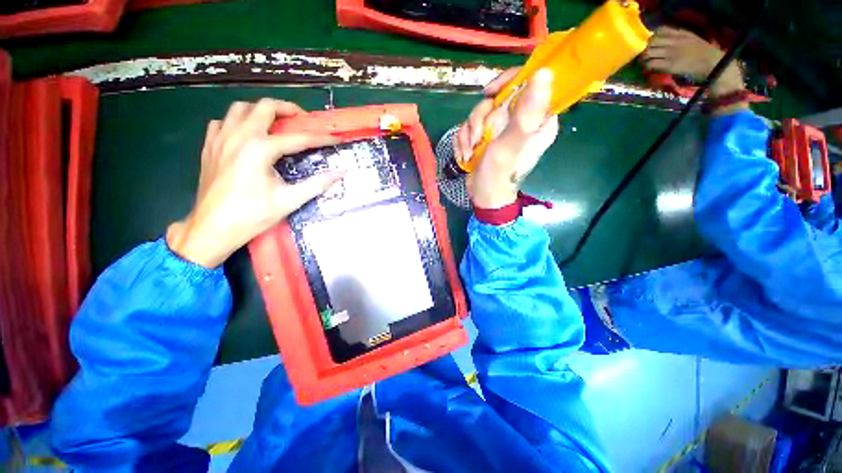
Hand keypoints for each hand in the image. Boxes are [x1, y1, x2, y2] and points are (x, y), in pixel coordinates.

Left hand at [167, 99, 343, 267]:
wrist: (212, 228)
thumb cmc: (252, 215)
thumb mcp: (289, 201)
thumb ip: (317, 184)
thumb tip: (340, 173)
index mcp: (260, 149)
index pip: (298, 138)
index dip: (320, 138)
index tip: (336, 138)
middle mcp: (239, 136)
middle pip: (264, 106)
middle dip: (288, 109)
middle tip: (302, 120)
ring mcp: (220, 138)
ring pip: (240, 108)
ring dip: (261, 111)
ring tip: (276, 124)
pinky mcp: (209, 146)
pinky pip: (223, 121)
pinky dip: (238, 121)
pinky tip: (247, 135)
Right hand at [456, 67, 557, 208]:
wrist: (483, 196)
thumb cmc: (500, 175)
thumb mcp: (511, 143)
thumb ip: (526, 112)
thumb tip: (545, 72)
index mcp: (538, 119)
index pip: (529, 82)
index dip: (507, 82)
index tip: (489, 94)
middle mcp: (521, 120)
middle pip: (497, 98)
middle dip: (480, 119)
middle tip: (478, 139)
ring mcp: (502, 128)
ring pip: (480, 112)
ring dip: (469, 134)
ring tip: (470, 153)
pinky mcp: (487, 136)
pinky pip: (470, 126)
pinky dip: (465, 141)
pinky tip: (466, 156)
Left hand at [641, 27, 744, 97]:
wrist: (712, 62)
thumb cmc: (704, 51)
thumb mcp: (691, 37)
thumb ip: (679, 35)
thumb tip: (664, 38)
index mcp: (680, 33)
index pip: (660, 30)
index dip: (653, 37)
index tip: (652, 43)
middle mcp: (673, 41)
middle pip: (651, 41)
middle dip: (646, 48)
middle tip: (646, 54)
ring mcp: (671, 53)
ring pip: (649, 52)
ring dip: (644, 57)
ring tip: (645, 61)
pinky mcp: (669, 65)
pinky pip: (652, 64)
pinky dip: (647, 66)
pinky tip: (648, 68)